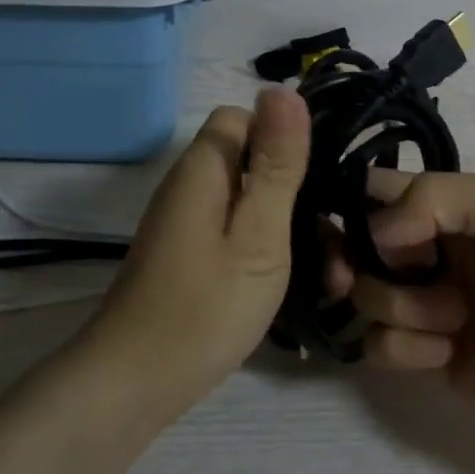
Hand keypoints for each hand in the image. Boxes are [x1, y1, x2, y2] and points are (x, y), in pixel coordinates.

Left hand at [92, 87, 310, 409]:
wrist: (135, 385)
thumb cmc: (205, 306)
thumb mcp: (258, 233)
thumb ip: (276, 164)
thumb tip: (282, 88)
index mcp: (204, 168)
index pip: (245, 118)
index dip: (285, 138)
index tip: (321, 180)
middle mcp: (192, 186)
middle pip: (254, 163)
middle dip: (301, 197)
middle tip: (339, 248)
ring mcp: (188, 224)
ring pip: (251, 204)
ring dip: (293, 233)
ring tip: (334, 281)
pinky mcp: (190, 256)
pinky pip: (238, 235)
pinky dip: (270, 254)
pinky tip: (300, 290)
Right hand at [329, 171, 474, 461]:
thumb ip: (436, 197)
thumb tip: (374, 232)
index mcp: (457, 207)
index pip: (382, 189)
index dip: (359, 205)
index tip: (359, 228)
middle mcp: (436, 249)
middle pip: (360, 243)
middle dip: (355, 259)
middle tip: (363, 277)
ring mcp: (431, 304)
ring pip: (367, 295)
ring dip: (399, 307)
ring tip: (453, 320)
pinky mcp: (428, 356)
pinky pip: (379, 345)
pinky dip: (405, 349)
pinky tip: (447, 356)